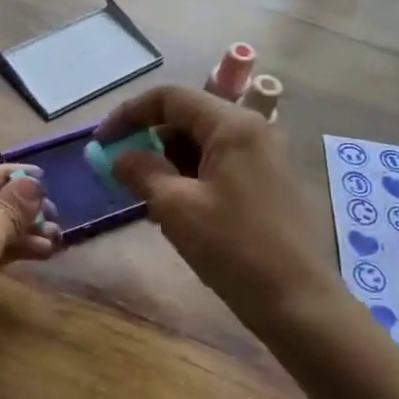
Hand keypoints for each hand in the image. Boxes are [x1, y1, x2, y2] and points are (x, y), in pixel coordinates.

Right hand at [96, 85, 338, 337]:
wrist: (297, 301)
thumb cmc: (233, 248)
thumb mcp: (176, 207)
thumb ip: (142, 172)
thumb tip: (119, 157)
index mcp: (232, 125)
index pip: (170, 98)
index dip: (129, 114)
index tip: (101, 143)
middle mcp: (253, 129)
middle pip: (188, 117)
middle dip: (148, 140)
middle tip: (122, 173)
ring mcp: (265, 155)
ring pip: (203, 143)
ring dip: (168, 161)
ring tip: (146, 197)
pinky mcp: (269, 181)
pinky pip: (220, 164)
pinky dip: (191, 176)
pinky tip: (176, 209)